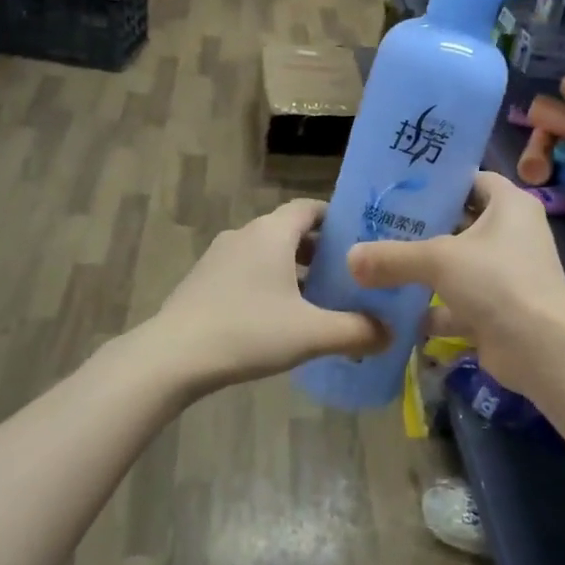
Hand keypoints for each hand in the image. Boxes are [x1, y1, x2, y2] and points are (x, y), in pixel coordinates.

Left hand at [147, 199, 386, 394]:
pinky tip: (279, 319)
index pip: (310, 208)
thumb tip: (391, 334)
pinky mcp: (203, 281)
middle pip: (290, 232)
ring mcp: (218, 257)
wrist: (172, 357)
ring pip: (267, 254)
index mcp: (272, 232)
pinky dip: (269, 285)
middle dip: (320, 252)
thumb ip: (357, 331)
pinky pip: (247, 272)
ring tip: (319, 301)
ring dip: (294, 271)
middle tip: (349, 277)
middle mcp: (245, 234)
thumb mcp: (311, 333)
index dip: (338, 220)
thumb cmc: (248, 332)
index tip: (362, 242)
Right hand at [346, 172, 564, 394]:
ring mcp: (506, 276)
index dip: (440, 182)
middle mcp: (511, 236)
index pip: (473, 181)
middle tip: (378, 226)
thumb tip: (350, 258)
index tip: (401, 187)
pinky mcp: (497, 311)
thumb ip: (392, 257)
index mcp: (510, 206)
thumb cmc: (497, 281)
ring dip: (423, 272)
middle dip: (422, 229)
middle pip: (460, 224)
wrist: (541, 348)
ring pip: (457, 267)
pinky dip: (431, 310)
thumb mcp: (438, 260)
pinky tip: (394, 312)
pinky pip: (457, 304)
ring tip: (377, 266)